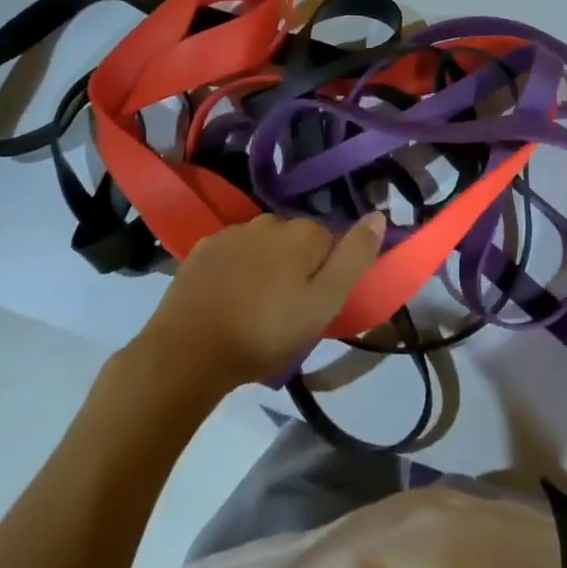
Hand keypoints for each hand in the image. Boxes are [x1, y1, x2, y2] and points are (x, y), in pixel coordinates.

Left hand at [138, 212, 386, 391]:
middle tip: (289, 310)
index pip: (332, 241)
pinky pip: (234, 252)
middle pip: (297, 240)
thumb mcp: (323, 304)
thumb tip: (379, 215)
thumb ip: (355, 258)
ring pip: (264, 244)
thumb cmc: (265, 332)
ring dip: (268, 265)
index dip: (329, 272)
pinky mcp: (203, 249)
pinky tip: (230, 298)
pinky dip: (238, 268)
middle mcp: (269, 221)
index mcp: (303, 233)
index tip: (318, 303)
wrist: (187, 352)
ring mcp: (232, 233)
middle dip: (299, 265)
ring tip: (258, 306)